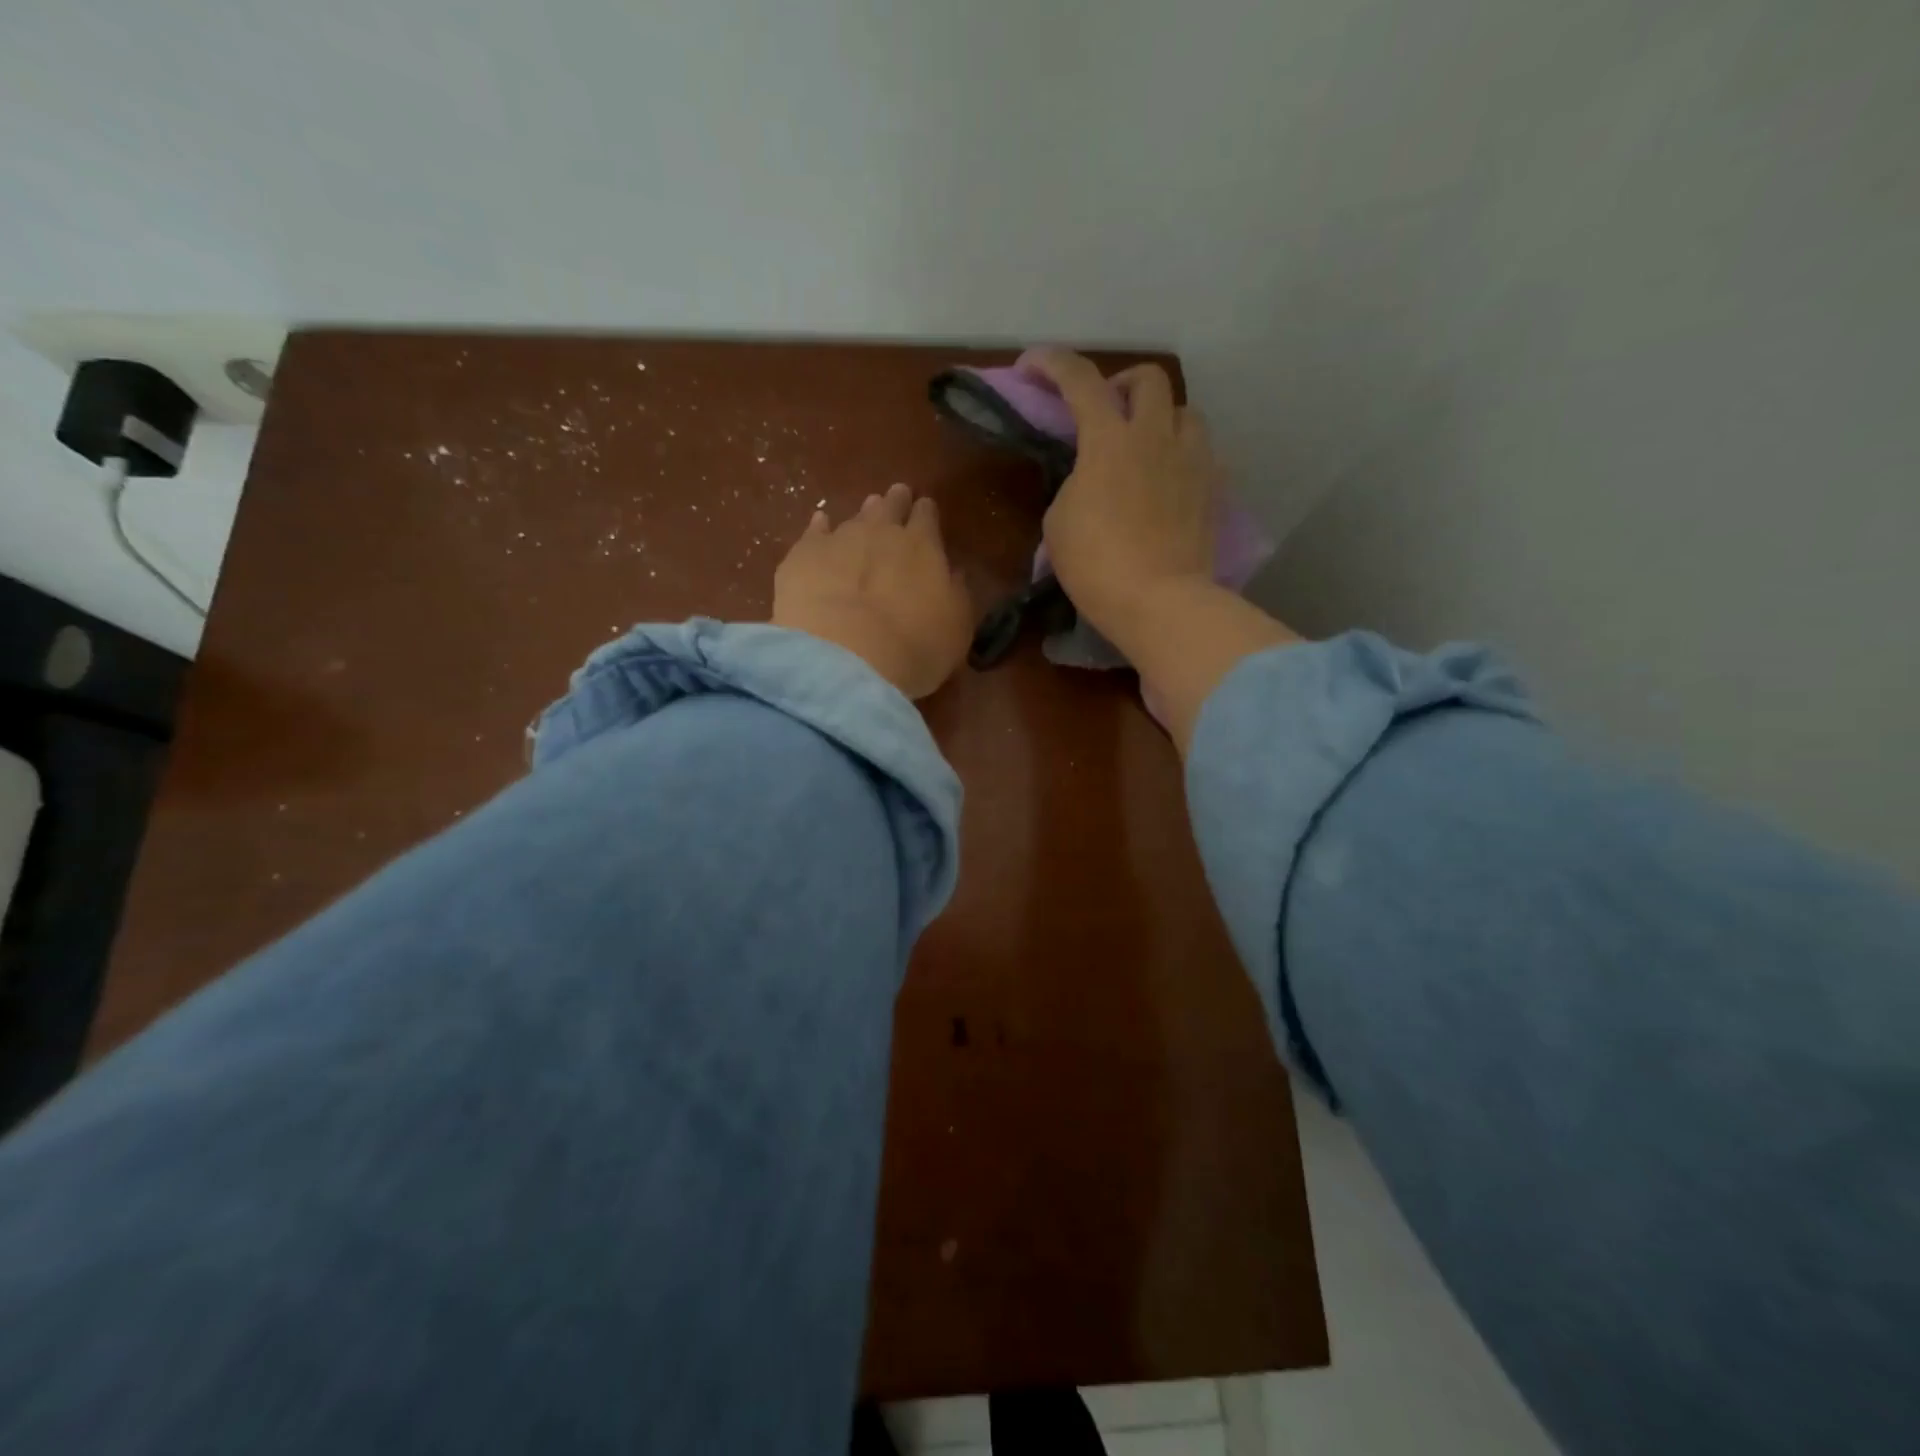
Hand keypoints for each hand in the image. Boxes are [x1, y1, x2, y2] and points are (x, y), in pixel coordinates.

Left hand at [772, 482, 972, 700]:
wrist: (845, 657)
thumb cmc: (914, 648)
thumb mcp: (956, 627)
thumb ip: (955, 593)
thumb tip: (953, 572)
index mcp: (923, 545)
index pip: (927, 515)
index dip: (926, 513)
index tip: (926, 511)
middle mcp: (881, 531)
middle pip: (890, 506)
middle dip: (895, 502)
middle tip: (897, 497)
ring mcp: (838, 539)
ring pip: (854, 517)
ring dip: (862, 515)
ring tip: (865, 514)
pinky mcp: (802, 555)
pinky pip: (814, 532)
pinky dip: (819, 527)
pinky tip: (820, 524)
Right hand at [1023, 349, 1216, 645]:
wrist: (1159, 601)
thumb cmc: (1096, 564)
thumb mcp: (1059, 523)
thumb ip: (1074, 484)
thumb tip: (1091, 478)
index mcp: (1109, 440)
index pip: (1079, 380)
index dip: (1051, 364)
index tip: (1031, 366)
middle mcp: (1156, 436)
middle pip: (1148, 377)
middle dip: (1122, 383)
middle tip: (1105, 411)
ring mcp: (1192, 460)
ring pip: (1184, 412)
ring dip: (1160, 418)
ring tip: (1145, 447)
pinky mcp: (1213, 489)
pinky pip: (1201, 453)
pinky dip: (1181, 455)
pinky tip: (1169, 482)